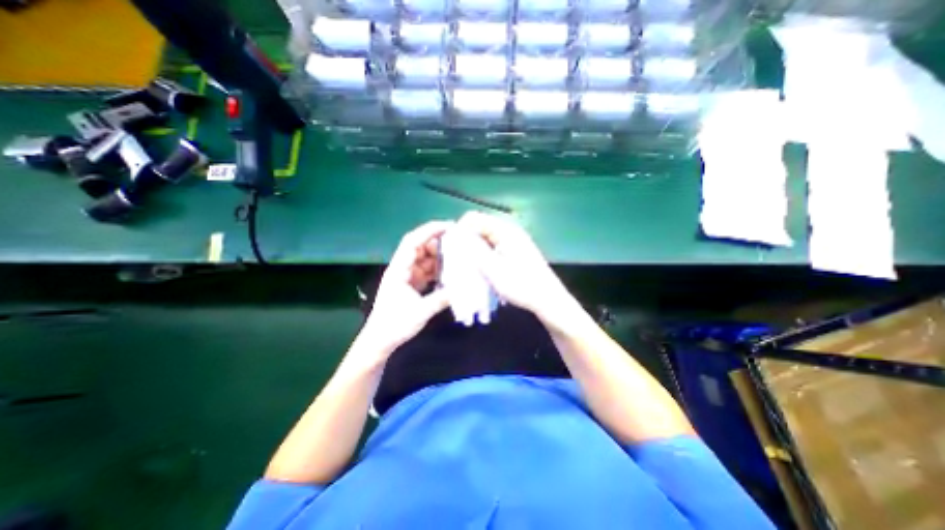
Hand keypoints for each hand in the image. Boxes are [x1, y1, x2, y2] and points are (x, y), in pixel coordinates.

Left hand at [356, 217, 455, 361]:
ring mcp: (408, 277)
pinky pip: (428, 271)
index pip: (413, 241)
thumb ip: (441, 299)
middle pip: (421, 248)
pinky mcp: (412, 285)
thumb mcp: (420, 312)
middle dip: (439, 243)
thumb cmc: (394, 325)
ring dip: (440, 257)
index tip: (449, 226)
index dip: (430, 230)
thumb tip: (462, 289)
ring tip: (459, 256)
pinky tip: (451, 272)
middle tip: (459, 243)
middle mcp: (402, 268)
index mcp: (399, 269)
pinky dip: (439, 270)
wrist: (380, 341)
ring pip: (426, 260)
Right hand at [461, 211, 576, 322]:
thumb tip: (457, 236)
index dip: (460, 230)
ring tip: (467, 265)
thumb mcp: (493, 269)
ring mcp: (513, 240)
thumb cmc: (521, 285)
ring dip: (474, 249)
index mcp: (504, 230)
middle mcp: (509, 231)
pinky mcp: (514, 251)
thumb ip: (474, 250)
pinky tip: (481, 268)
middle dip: (466, 240)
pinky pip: (493, 246)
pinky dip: (483, 254)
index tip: (451, 248)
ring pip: (485, 238)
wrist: (547, 299)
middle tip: (458, 259)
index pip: (474, 218)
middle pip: (479, 227)